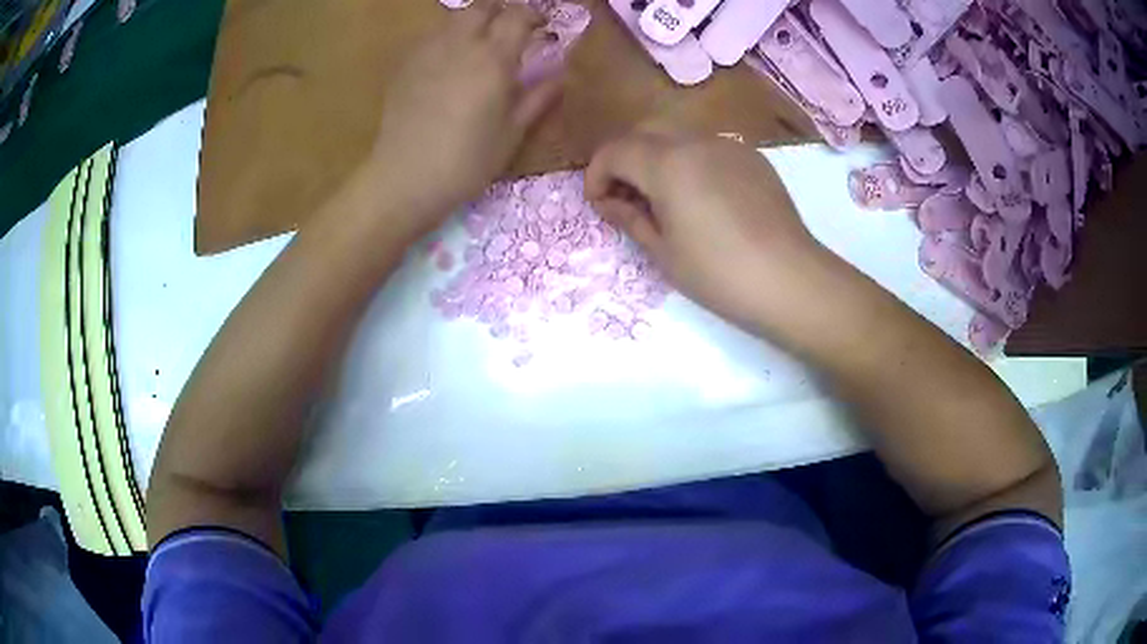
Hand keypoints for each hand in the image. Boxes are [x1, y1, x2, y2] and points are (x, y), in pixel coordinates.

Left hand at [369, 1, 562, 231]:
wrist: (405, 179)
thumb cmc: (466, 162)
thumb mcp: (511, 134)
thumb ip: (537, 98)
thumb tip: (559, 76)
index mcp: (493, 59)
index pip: (517, 17)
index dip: (533, 16)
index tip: (542, 27)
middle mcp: (459, 44)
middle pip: (481, 7)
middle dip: (500, 10)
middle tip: (510, 28)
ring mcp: (427, 52)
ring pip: (453, 19)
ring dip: (472, 22)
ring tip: (479, 43)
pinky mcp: (405, 66)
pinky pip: (430, 38)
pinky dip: (446, 39)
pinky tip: (449, 62)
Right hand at [585, 130, 832, 335]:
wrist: (789, 279)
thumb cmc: (719, 273)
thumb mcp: (663, 251)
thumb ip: (629, 217)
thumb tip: (609, 201)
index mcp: (667, 163)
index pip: (614, 151)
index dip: (597, 175)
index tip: (599, 203)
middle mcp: (695, 141)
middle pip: (643, 132)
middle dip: (624, 159)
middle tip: (626, 197)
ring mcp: (728, 145)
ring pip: (677, 135)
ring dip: (656, 157)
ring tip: (663, 198)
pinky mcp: (752, 158)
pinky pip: (708, 147)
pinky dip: (689, 162)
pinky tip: (701, 197)